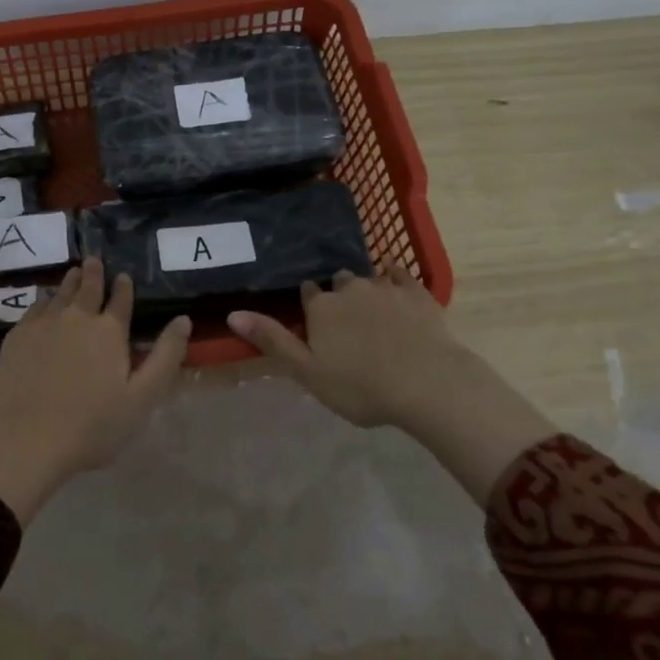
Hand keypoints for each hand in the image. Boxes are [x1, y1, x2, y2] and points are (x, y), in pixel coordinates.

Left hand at [0, 258, 191, 522]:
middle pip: (87, 288)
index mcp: (109, 330)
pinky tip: (44, 304)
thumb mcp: (143, 396)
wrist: (29, 438)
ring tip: (74, 272)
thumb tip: (183, 319)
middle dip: (94, 273)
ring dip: (70, 282)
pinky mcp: (17, 336)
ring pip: (59, 294)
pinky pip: (34, 309)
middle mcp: (77, 317)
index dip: (123, 287)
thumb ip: (165, 355)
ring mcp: (44, 324)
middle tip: (94, 260)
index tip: (123, 276)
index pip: (120, 300)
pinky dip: (44, 301)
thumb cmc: (94, 424)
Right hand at [227, 262, 554, 503]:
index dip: (309, 305)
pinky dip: (395, 275)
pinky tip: (395, 280)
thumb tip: (232, 314)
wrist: (427, 384)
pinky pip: (401, 273)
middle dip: (337, 294)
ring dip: (365, 288)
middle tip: (345, 319)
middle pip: (337, 282)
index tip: (314, 320)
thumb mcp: (308, 372)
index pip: (307, 293)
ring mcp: (385, 287)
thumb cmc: (361, 386)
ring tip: (371, 307)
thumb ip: (272, 340)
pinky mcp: (417, 293)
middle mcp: (349, 288)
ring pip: (368, 278)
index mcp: (321, 307)